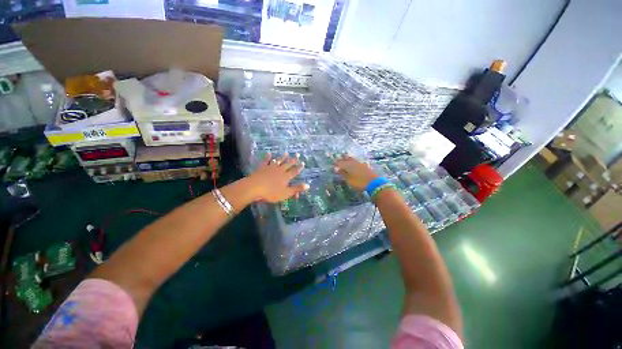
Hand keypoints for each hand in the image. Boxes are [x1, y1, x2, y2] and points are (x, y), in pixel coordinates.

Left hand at [248, 153, 308, 202]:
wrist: (254, 188)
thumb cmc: (271, 192)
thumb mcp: (286, 193)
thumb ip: (296, 189)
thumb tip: (308, 185)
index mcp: (286, 177)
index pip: (294, 171)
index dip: (299, 167)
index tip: (303, 163)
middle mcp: (280, 170)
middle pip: (288, 164)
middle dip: (293, 160)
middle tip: (297, 154)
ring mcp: (271, 167)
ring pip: (278, 161)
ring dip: (282, 157)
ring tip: (286, 153)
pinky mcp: (262, 167)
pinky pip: (266, 161)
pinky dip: (267, 157)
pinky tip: (268, 153)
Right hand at [334, 156, 378, 190]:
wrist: (374, 183)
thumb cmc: (359, 182)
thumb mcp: (349, 180)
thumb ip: (343, 173)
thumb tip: (336, 168)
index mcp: (349, 166)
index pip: (341, 163)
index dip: (337, 162)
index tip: (333, 162)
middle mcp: (354, 163)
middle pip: (347, 160)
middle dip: (343, 159)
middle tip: (339, 157)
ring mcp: (361, 164)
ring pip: (353, 160)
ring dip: (349, 158)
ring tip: (346, 157)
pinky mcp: (366, 167)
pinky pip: (358, 162)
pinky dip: (355, 161)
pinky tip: (356, 162)